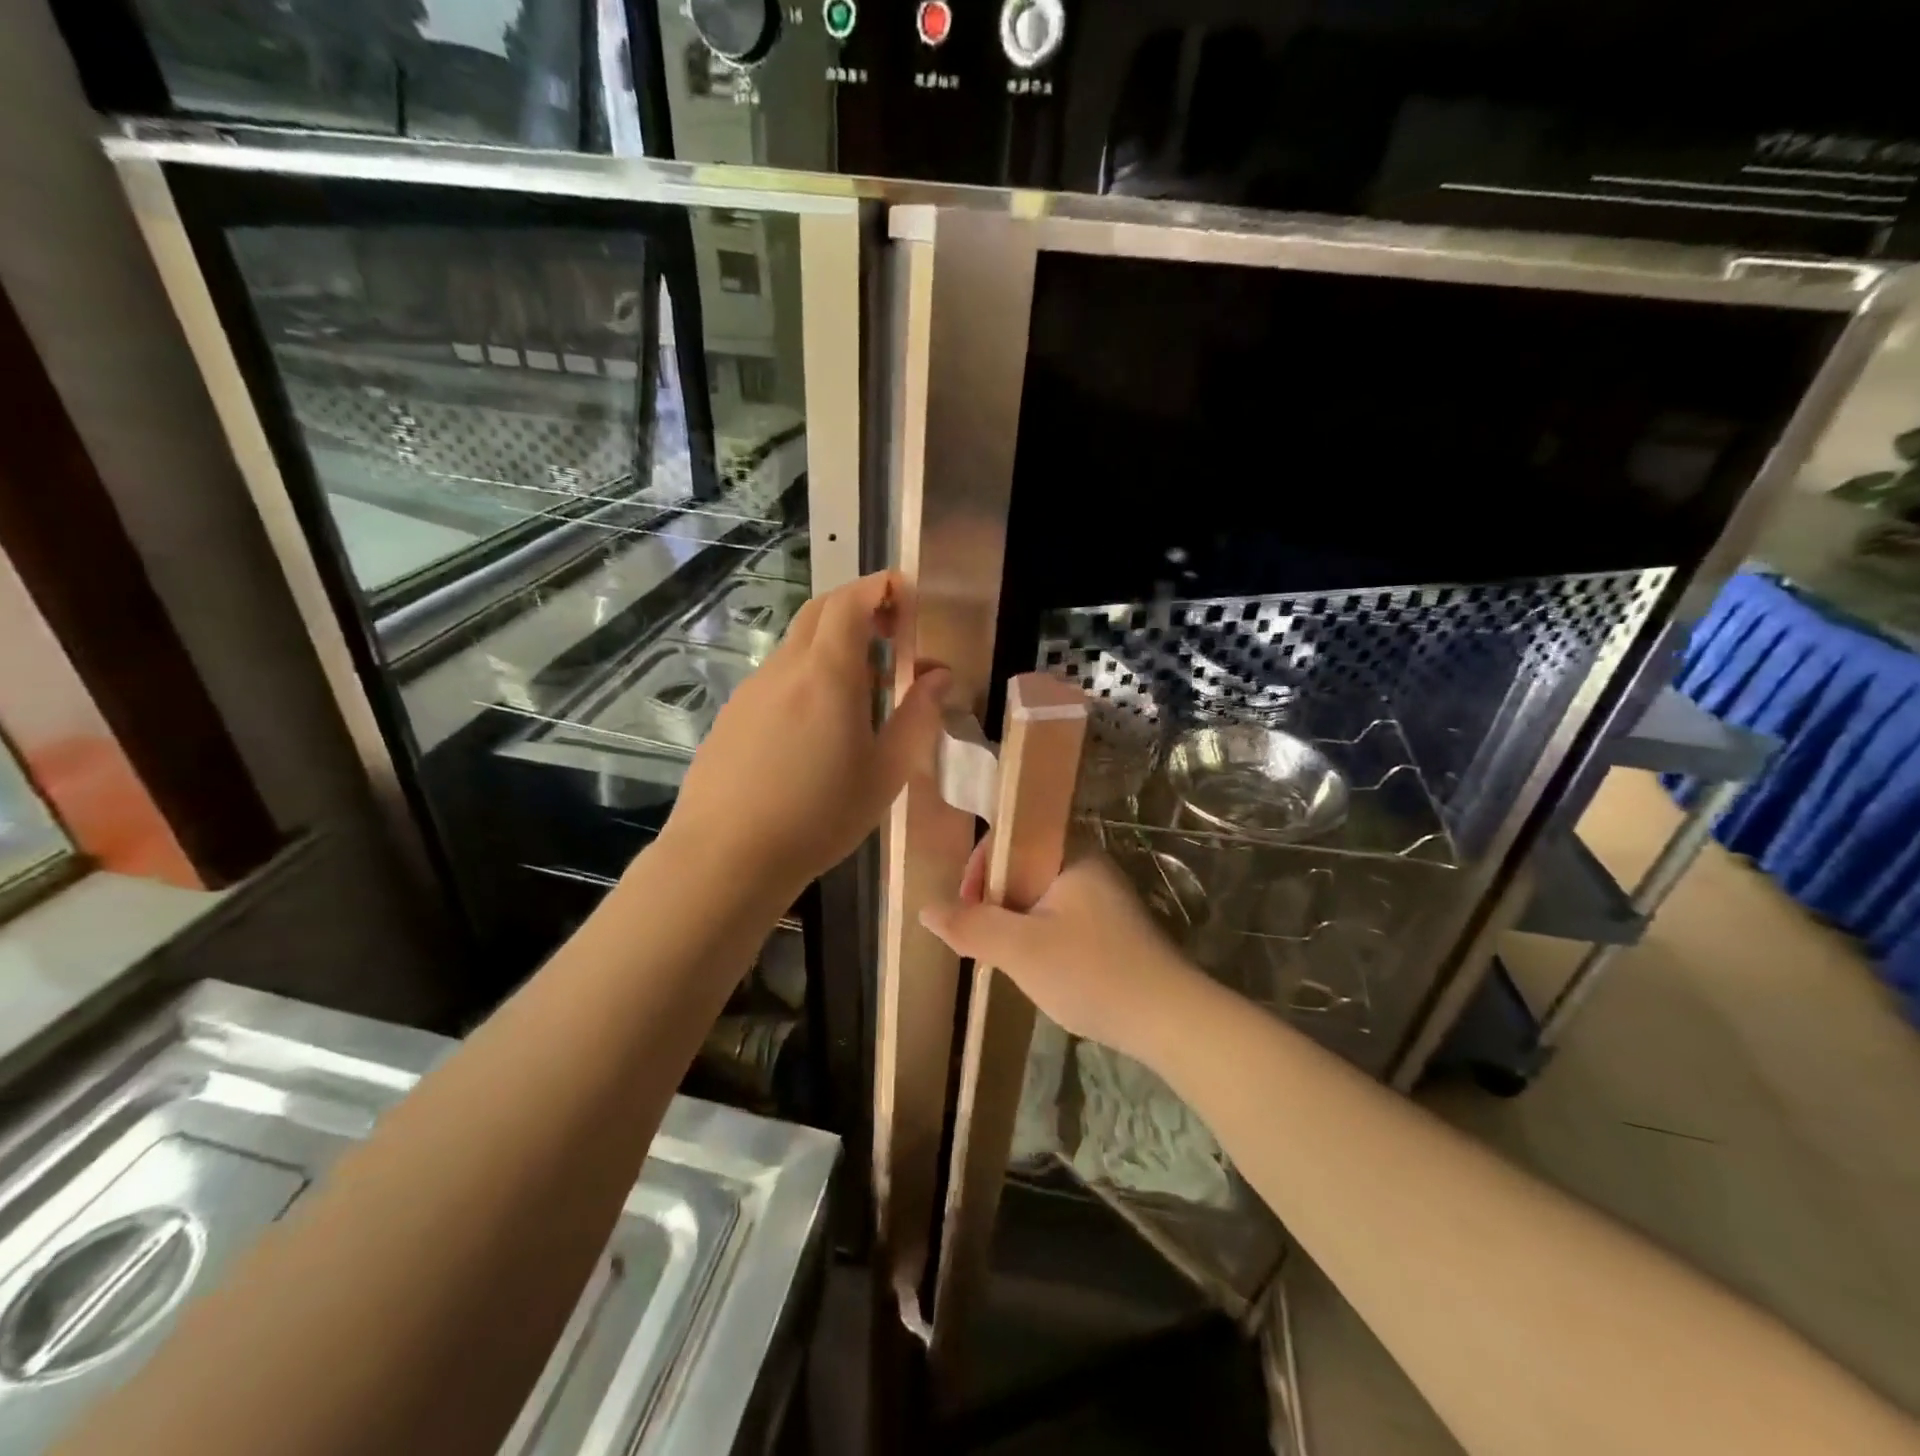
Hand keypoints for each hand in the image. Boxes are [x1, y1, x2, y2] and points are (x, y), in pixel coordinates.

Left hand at [665, 571, 948, 901]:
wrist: (726, 857)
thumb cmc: (819, 816)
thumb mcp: (885, 773)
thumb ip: (917, 716)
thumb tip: (939, 676)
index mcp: (828, 672)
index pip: (852, 600)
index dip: (882, 587)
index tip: (909, 596)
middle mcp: (786, 667)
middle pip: (821, 611)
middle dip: (859, 607)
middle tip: (892, 635)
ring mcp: (752, 689)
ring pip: (797, 645)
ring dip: (833, 646)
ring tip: (861, 693)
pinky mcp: (732, 715)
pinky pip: (777, 677)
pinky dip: (806, 676)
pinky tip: (815, 728)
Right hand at [920, 840, 1209, 1067]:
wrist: (1170, 1020)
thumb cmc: (1091, 972)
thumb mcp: (1020, 950)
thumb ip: (971, 927)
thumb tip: (926, 910)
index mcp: (1071, 853)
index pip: (1010, 837)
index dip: (979, 868)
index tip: (966, 909)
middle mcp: (1089, 865)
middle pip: (1022, 868)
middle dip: (994, 902)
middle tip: (982, 941)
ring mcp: (1104, 898)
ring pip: (1039, 897)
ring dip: (1015, 923)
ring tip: (1006, 959)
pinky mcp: (1112, 929)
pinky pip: (1060, 918)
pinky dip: (1039, 937)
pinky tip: (1039, 970)